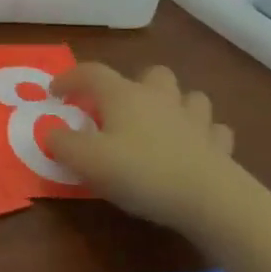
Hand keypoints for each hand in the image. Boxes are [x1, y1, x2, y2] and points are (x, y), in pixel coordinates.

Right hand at [46, 62, 266, 237]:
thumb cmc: (141, 172)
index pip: (91, 73)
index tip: (55, 93)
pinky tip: (194, 149)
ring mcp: (195, 119)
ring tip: (162, 125)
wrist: (210, 198)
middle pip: (151, 74)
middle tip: (121, 110)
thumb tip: (52, 133)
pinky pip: (213, 130)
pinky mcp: (219, 146)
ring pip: (189, 97)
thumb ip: (62, 144)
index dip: (69, 79)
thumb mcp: (87, 161)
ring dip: (175, 105)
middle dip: (136, 85)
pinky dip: (203, 135)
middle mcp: (159, 98)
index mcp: (123, 95)